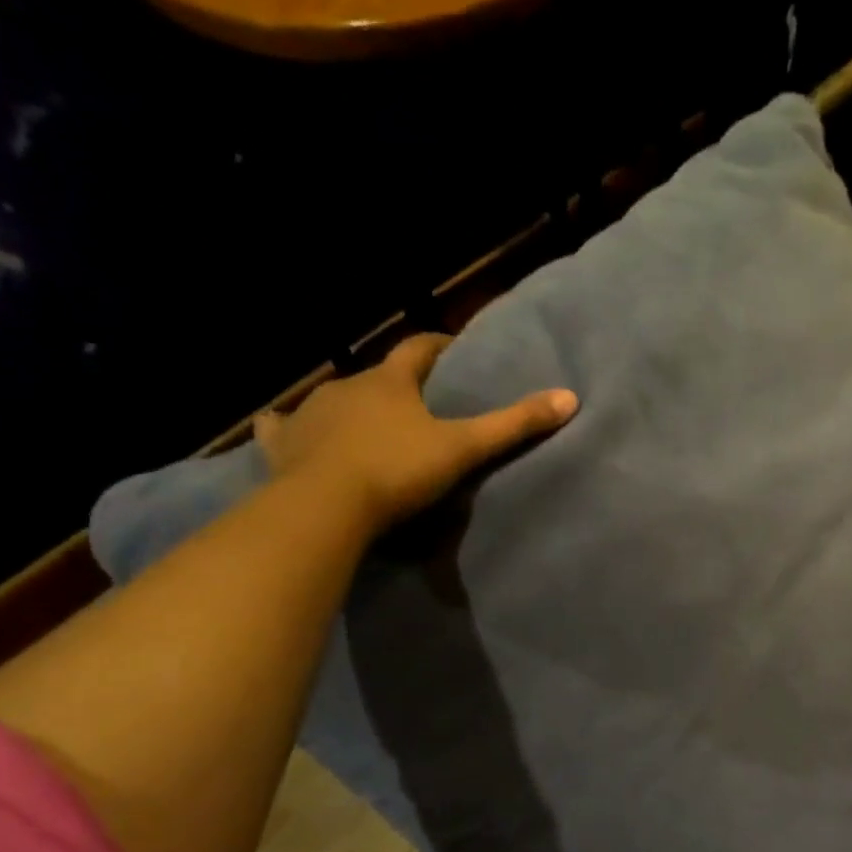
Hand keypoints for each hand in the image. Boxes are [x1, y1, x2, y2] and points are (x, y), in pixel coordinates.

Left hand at [255, 333, 577, 531]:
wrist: (326, 505)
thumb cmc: (398, 470)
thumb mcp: (463, 449)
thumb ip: (513, 426)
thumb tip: (569, 397)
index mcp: (390, 381)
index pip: (419, 349)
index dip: (439, 346)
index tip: (454, 350)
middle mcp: (346, 386)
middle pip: (377, 375)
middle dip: (397, 384)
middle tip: (418, 404)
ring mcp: (309, 412)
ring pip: (335, 399)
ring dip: (353, 407)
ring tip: (370, 427)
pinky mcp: (281, 443)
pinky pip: (283, 427)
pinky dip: (292, 428)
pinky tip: (292, 432)